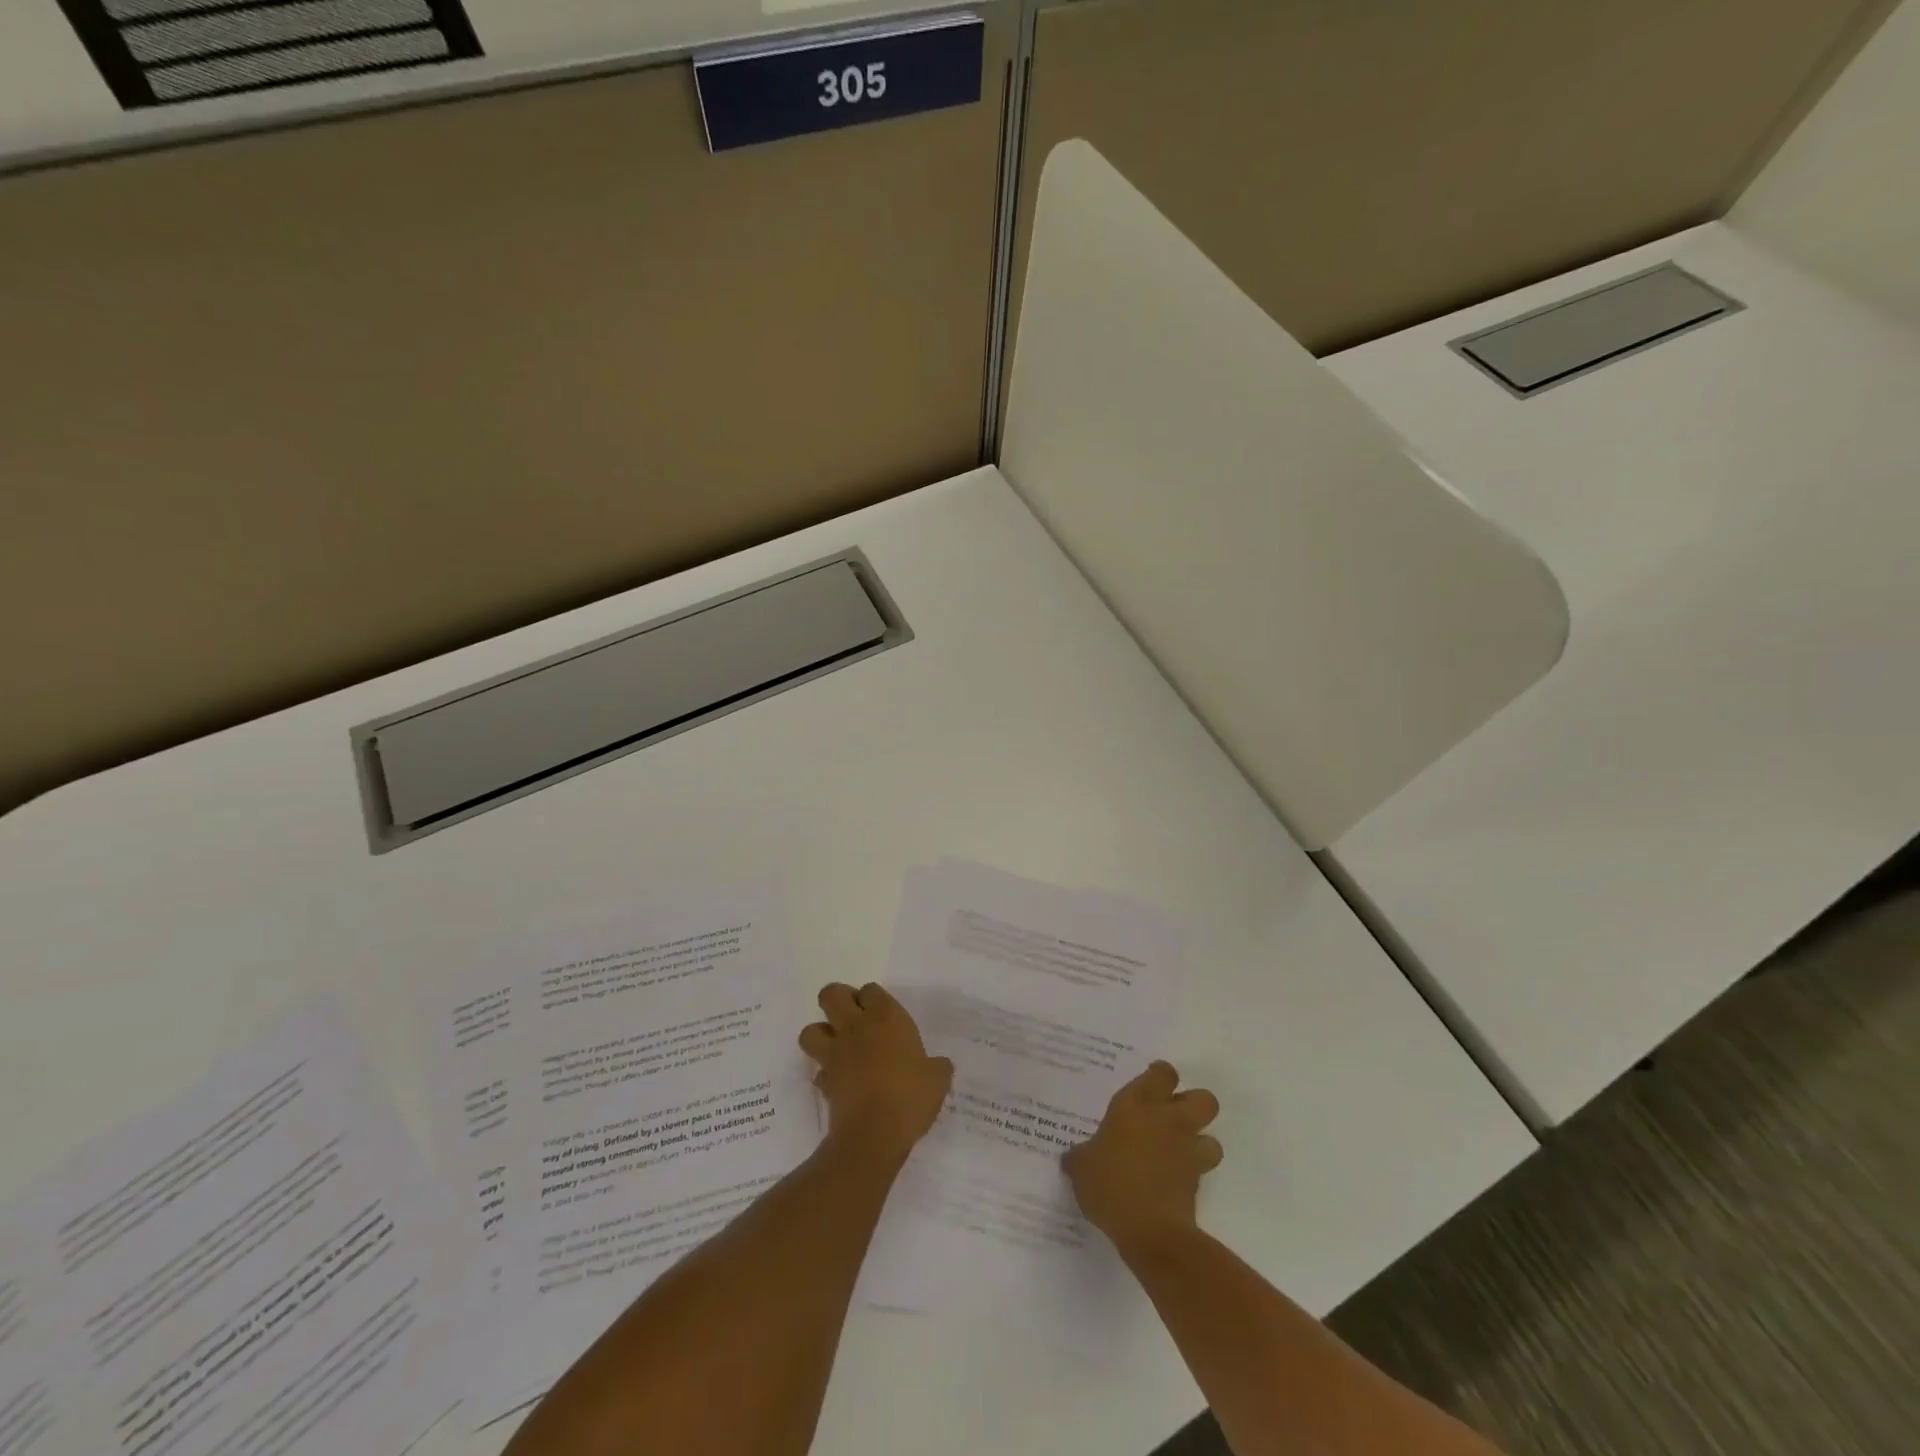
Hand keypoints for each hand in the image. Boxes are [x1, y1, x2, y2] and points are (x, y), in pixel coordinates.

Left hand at [799, 983, 953, 1165]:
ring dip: (821, 1034)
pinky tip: (840, 1083)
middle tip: (854, 1017)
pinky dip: (826, 1074)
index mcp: (885, 1017)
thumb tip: (938, 1065)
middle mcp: (855, 1028)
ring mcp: (835, 1054)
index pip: (870, 989)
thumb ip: (936, 1066)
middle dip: (838, 1000)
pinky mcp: (825, 1082)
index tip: (884, 1014)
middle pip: (831, 995)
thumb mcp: (938, 1079)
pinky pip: (818, 1071)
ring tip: (839, 1046)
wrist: (874, 1135)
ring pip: (810, 1030)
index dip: (873, 998)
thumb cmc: (910, 1097)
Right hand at [1064, 1060, 1221, 1255]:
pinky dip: (1191, 1176)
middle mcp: (1168, 1121)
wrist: (1150, 1231)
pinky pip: (1202, 1172)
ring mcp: (1187, 1152)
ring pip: (1212, 1138)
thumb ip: (1080, 1157)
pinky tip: (1171, 1184)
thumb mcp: (1082, 1168)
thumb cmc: (1110, 1184)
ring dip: (1200, 1143)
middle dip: (1194, 1105)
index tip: (1151, 1083)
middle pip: (1203, 1099)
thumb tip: (1072, 1158)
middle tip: (1172, 1116)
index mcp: (1137, 1105)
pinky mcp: (1198, 1184)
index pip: (1163, 1074)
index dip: (1160, 1076)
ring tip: (1179, 1154)